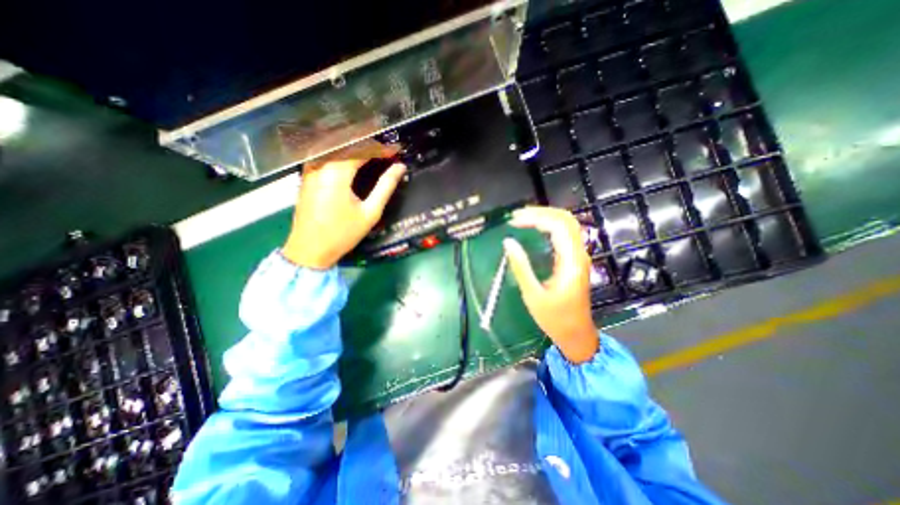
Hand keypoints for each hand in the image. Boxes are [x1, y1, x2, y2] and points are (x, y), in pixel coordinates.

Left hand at [281, 139, 405, 270]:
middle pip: (347, 143)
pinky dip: (340, 153)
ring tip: (371, 152)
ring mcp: (310, 169)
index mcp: (337, 172)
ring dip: (354, 146)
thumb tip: (399, 168)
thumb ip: (385, 187)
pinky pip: (324, 155)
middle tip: (385, 150)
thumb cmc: (343, 233)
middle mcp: (320, 164)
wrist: (309, 249)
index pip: (362, 150)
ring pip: (333, 146)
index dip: (381, 148)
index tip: (396, 150)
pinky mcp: (305, 176)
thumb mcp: (370, 212)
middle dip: (368, 143)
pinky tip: (350, 159)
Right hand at [503, 207, 598, 364]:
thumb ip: (521, 267)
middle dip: (541, 212)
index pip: (558, 226)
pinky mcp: (574, 260)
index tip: (514, 220)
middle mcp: (578, 254)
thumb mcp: (533, 294)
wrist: (576, 334)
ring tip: (523, 218)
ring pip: (567, 225)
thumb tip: (508, 242)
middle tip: (517, 215)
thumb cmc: (555, 318)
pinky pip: (564, 234)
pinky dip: (549, 226)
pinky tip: (535, 228)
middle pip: (566, 220)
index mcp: (571, 262)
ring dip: (546, 217)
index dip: (536, 218)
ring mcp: (578, 256)